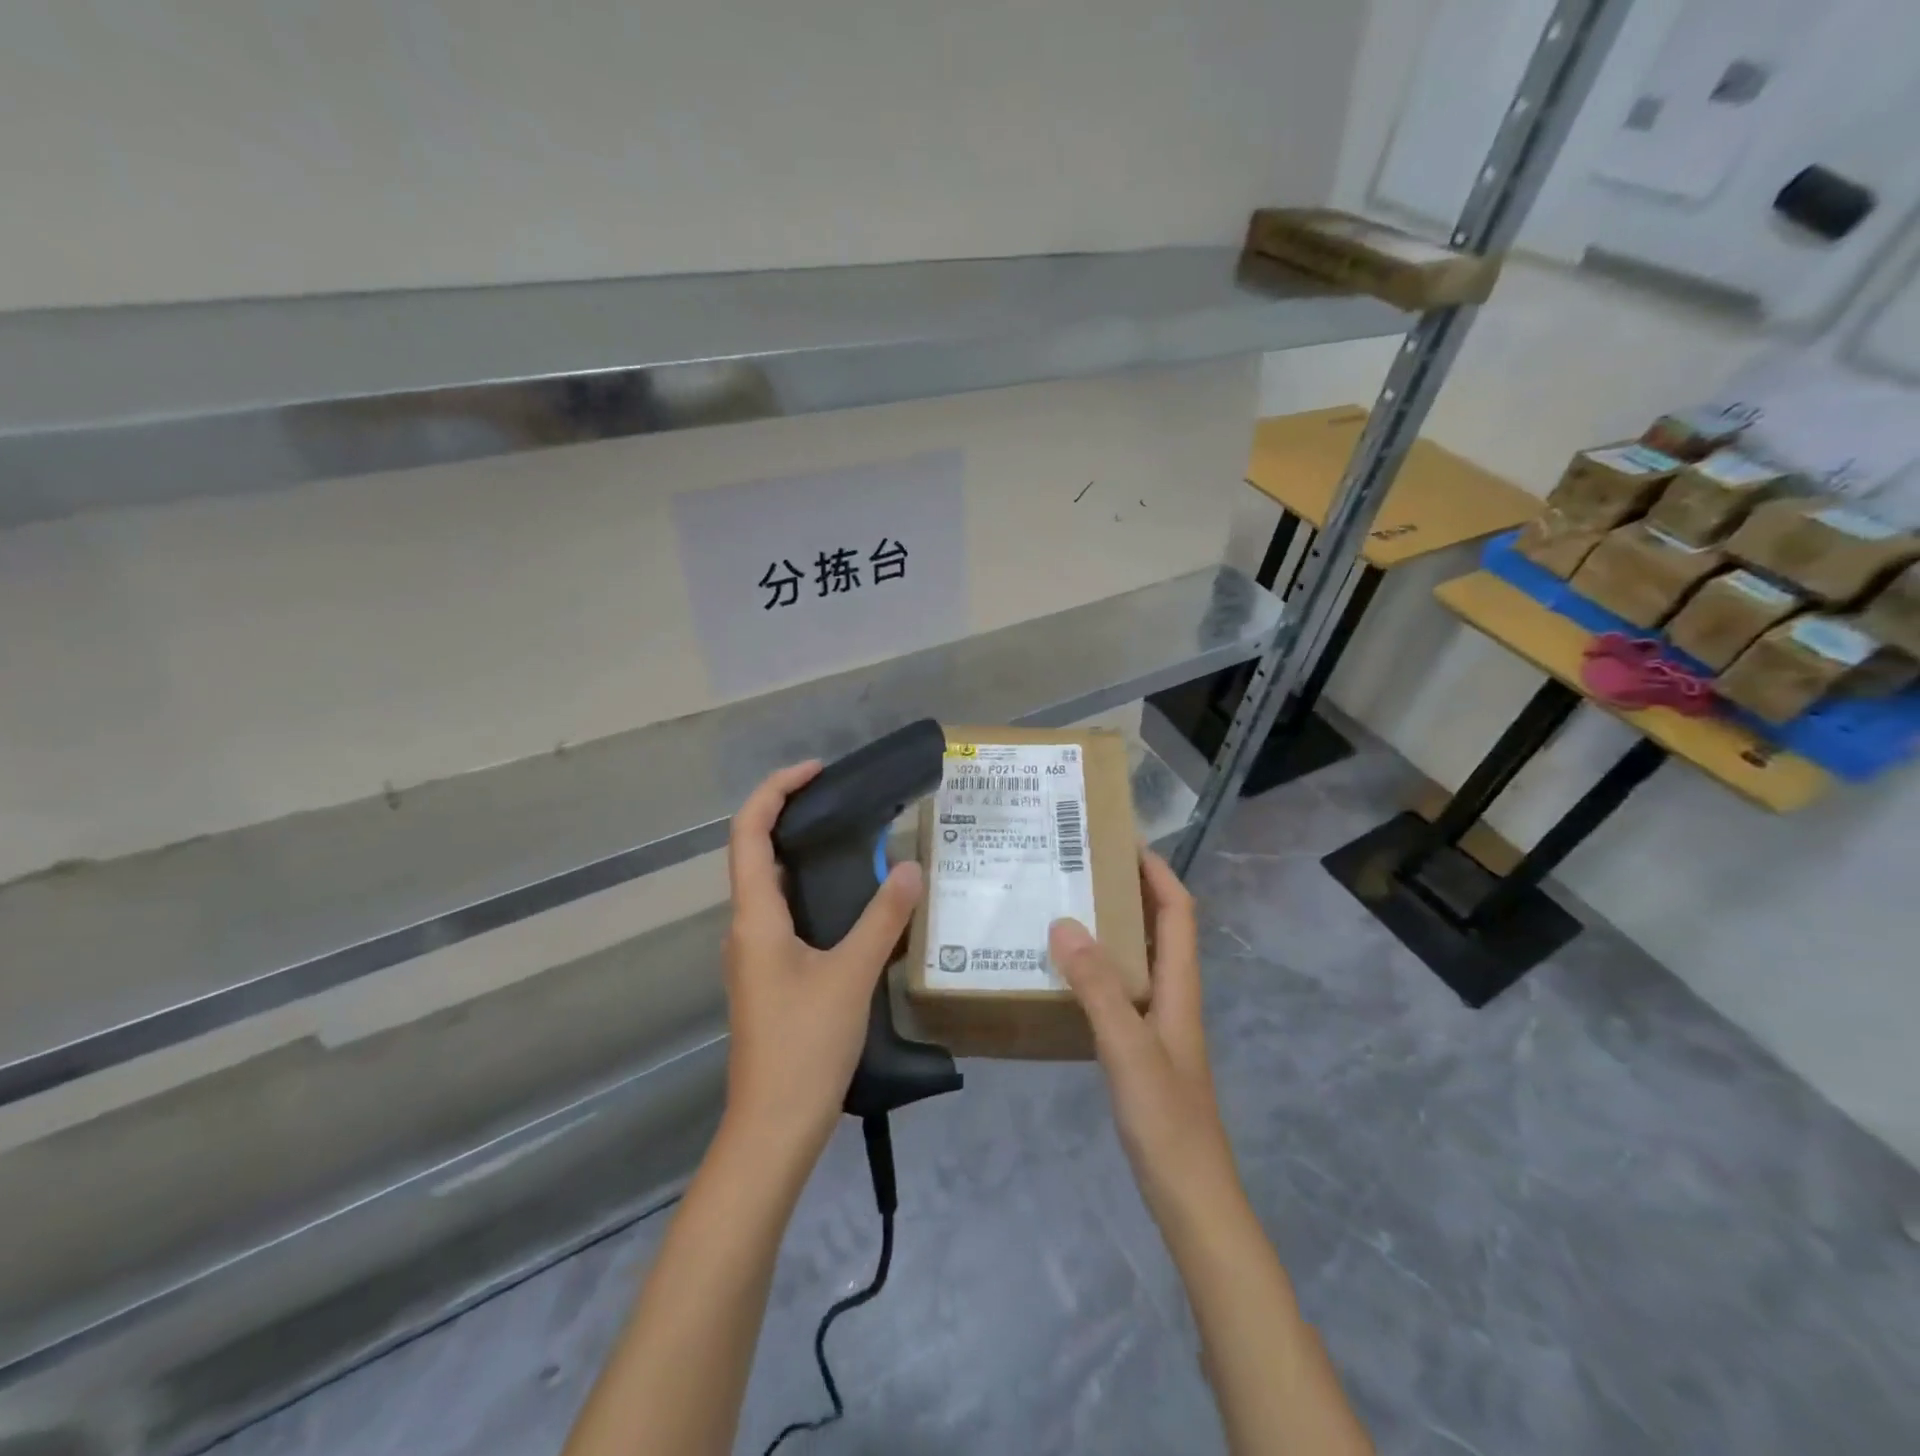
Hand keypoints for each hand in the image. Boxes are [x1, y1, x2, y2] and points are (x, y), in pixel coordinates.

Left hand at [722, 762, 924, 1159]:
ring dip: (805, 855)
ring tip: (856, 842)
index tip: (817, 771)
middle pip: (757, 852)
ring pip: (773, 886)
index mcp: (755, 917)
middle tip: (844, 800)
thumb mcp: (851, 975)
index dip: (775, 790)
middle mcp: (747, 927)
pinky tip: (854, 904)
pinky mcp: (771, 977)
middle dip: (792, 815)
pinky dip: (814, 892)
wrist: (773, 1128)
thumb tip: (910, 867)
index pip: (748, 831)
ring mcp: (756, 955)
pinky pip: (787, 916)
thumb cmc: (804, 1045)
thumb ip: (883, 918)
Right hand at [1049, 850, 1240, 1231]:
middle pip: (1159, 929)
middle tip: (1080, 869)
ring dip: (1111, 929)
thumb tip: (1064, 923)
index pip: (1177, 912)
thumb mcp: (1128, 1049)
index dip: (1157, 872)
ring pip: (1137, 959)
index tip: (1123, 840)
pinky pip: (1119, 992)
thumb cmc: (1167, 1122)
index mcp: (1180, 988)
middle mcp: (1173, 998)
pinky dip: (1097, 971)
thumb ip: (1098, 987)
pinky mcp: (1141, 1051)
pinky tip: (1063, 977)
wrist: (1192, 1201)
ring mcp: (1158, 1026)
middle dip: (1129, 891)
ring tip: (1064, 909)